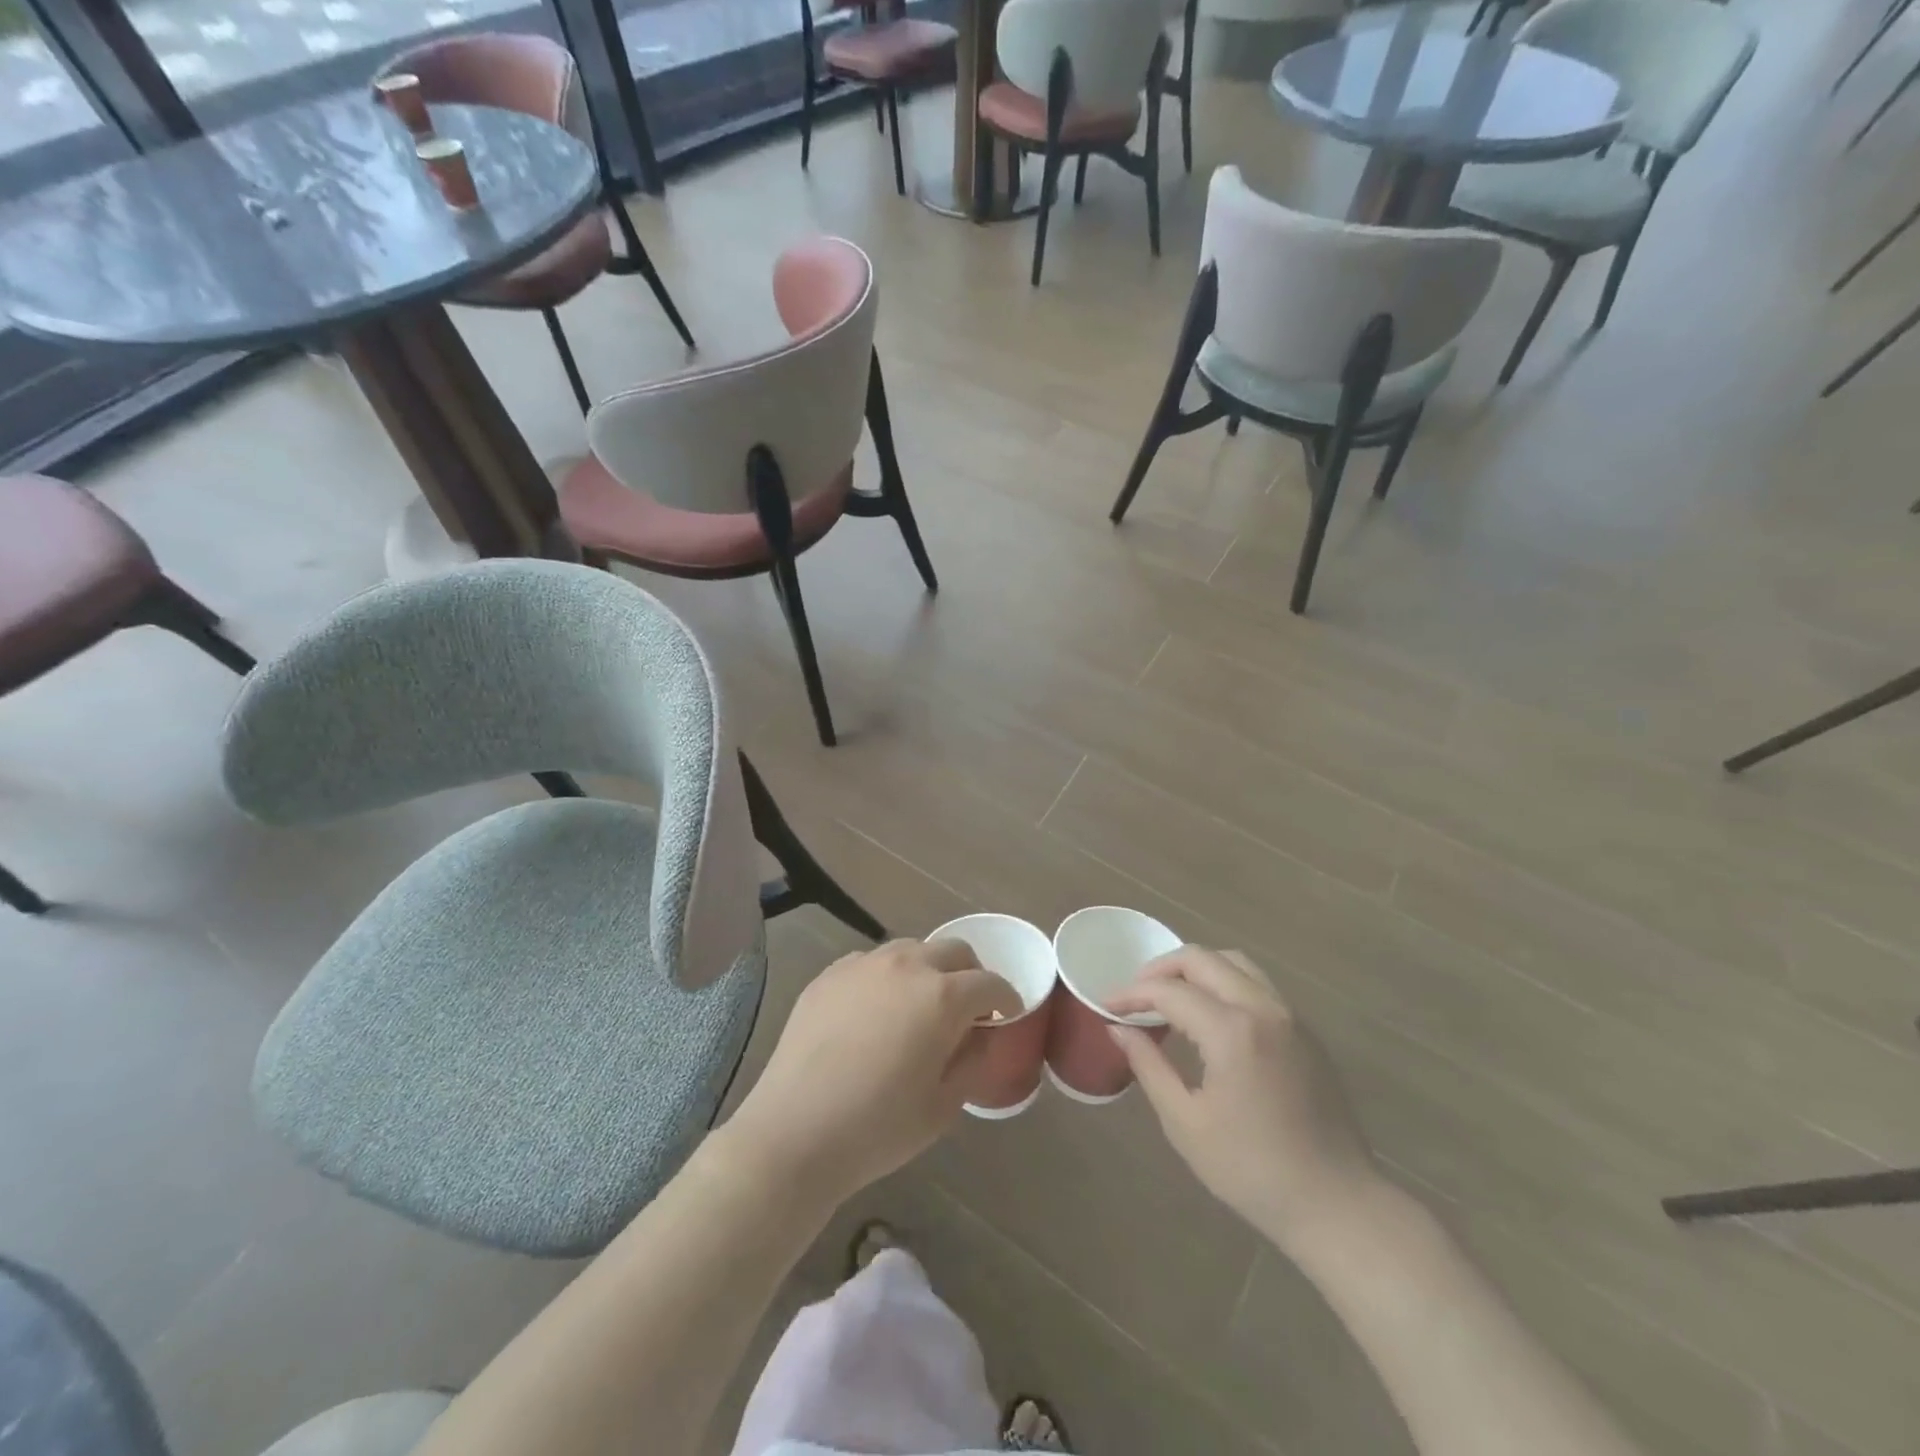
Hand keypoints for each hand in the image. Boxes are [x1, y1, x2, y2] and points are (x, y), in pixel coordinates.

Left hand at [722, 938, 1023, 1207]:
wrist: (795, 1132)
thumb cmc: (879, 1127)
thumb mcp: (944, 1104)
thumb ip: (974, 1059)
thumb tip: (982, 1034)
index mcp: (942, 996)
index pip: (990, 983)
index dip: (1005, 998)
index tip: (1005, 1016)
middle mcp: (906, 965)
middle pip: (954, 951)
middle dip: (970, 975)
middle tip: (967, 1010)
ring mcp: (863, 964)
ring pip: (911, 949)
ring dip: (928, 970)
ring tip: (919, 1007)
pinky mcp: (830, 974)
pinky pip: (872, 962)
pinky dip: (887, 977)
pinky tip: (875, 1012)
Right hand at [1106, 948, 1384, 1254]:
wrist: (1337, 1205)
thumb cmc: (1252, 1170)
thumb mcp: (1185, 1122)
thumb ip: (1148, 1066)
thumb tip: (1118, 1028)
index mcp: (1232, 1031)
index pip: (1169, 991)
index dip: (1131, 994)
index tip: (1107, 1006)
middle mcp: (1263, 1009)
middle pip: (1203, 959)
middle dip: (1161, 969)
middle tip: (1135, 995)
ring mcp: (1290, 1017)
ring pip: (1235, 963)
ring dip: (1196, 969)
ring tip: (1170, 997)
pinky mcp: (1305, 1031)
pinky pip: (1257, 985)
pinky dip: (1224, 984)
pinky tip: (1209, 1017)